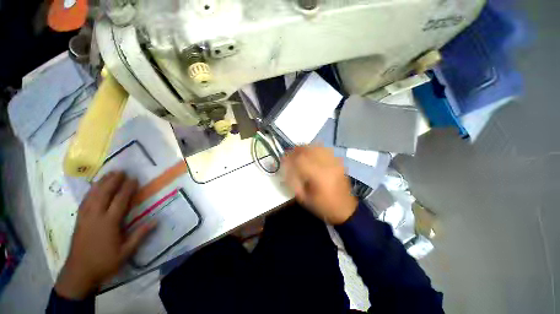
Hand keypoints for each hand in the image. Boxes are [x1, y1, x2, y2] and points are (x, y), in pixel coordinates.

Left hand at [55, 172, 155, 298]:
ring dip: (101, 183)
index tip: (134, 179)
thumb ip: (139, 235)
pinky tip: (93, 188)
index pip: (119, 201)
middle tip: (121, 171)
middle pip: (104, 194)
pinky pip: (84, 201)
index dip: (127, 188)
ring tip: (108, 174)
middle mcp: (95, 216)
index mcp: (108, 223)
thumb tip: (156, 221)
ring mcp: (85, 217)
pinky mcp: (79, 220)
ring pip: (92, 195)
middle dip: (113, 181)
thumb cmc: (104, 262)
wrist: (79, 273)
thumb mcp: (126, 252)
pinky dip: (90, 192)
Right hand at [283, 146, 357, 224]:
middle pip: (309, 150)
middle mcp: (328, 165)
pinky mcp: (338, 162)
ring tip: (298, 152)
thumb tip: (287, 167)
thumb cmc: (322, 206)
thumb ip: (294, 181)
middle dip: (296, 150)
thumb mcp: (304, 198)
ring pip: (317, 147)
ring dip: (305, 147)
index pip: (300, 160)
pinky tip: (310, 152)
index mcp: (319, 176)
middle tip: (289, 154)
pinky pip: (325, 149)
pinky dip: (315, 148)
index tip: (283, 159)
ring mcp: (335, 162)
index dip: (289, 157)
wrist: (345, 209)